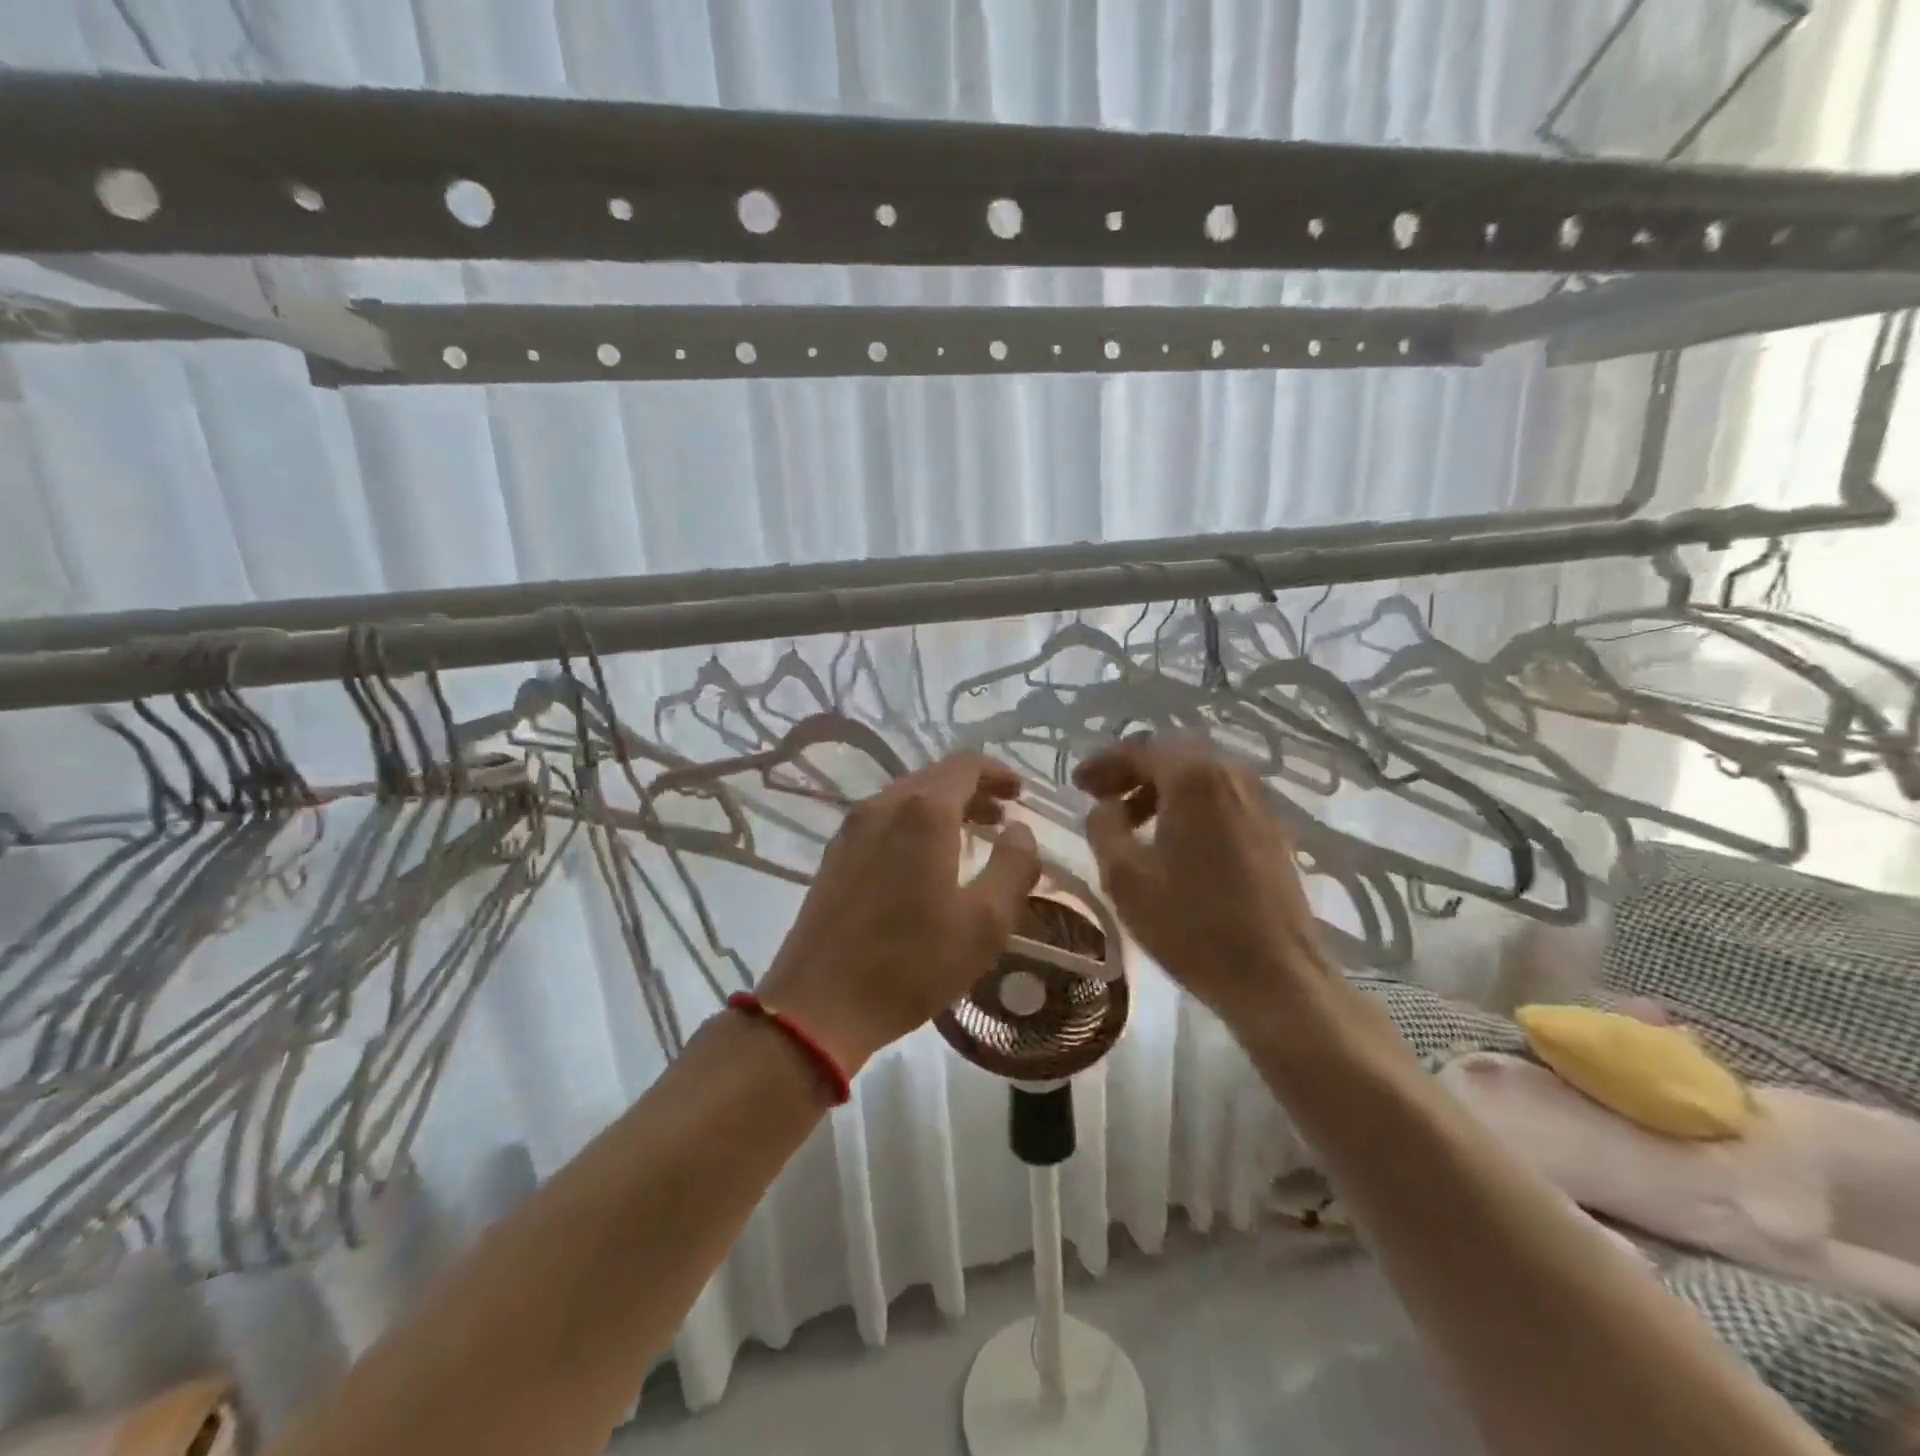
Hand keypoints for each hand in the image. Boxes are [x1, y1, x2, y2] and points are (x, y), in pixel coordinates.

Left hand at [758, 753, 1041, 1072]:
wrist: (819, 1005)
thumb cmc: (912, 963)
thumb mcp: (985, 922)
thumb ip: (1013, 866)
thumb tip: (1020, 830)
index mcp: (923, 812)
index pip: (965, 765)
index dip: (997, 772)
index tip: (1020, 792)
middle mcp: (883, 806)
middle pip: (934, 777)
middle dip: (972, 790)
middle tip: (1001, 817)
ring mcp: (851, 829)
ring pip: (905, 798)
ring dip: (942, 807)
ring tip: (970, 836)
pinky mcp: (834, 855)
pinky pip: (883, 820)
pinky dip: (913, 823)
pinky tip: (924, 860)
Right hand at [1075, 735, 1327, 1026]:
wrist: (1275, 976)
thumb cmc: (1191, 924)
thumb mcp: (1125, 876)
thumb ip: (1103, 828)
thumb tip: (1105, 807)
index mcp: (1194, 777)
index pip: (1140, 750)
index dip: (1103, 763)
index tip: (1076, 784)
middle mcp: (1231, 775)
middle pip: (1173, 756)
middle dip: (1132, 771)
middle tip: (1099, 796)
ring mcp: (1258, 802)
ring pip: (1199, 777)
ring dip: (1160, 789)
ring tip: (1130, 822)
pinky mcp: (1272, 830)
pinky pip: (1220, 799)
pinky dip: (1188, 805)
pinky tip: (1171, 840)